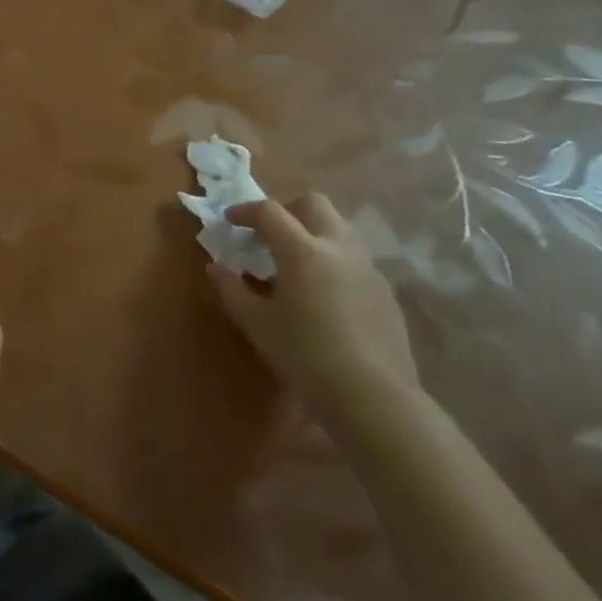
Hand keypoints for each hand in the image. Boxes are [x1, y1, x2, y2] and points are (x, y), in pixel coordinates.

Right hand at [209, 192, 417, 427]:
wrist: (373, 396)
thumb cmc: (304, 354)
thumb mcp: (256, 324)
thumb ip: (232, 290)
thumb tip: (216, 267)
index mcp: (302, 251)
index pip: (270, 211)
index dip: (245, 211)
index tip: (230, 221)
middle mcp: (338, 248)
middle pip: (314, 203)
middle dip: (287, 210)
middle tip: (269, 236)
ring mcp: (367, 268)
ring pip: (338, 228)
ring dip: (313, 233)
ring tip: (295, 266)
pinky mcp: (385, 291)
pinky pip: (354, 259)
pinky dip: (332, 261)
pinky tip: (323, 295)